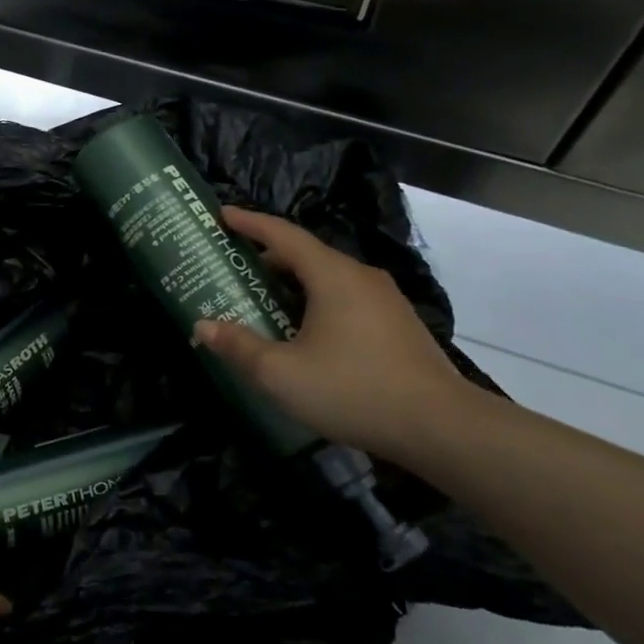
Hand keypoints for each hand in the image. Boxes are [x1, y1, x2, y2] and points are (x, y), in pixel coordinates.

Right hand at [195, 206, 477, 461]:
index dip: (249, 222)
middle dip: (266, 257)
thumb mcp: (280, 373)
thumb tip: (201, 327)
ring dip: (292, 283)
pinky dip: (315, 302)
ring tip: (262, 301)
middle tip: (232, 269)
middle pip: (306, 255)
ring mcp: (385, 301)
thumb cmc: (353, 390)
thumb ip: (238, 346)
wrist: (442, 428)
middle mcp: (360, 277)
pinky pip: (345, 299)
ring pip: (327, 279)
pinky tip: (304, 332)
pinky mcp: (397, 326)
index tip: (222, 215)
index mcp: (332, 276)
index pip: (283, 234)